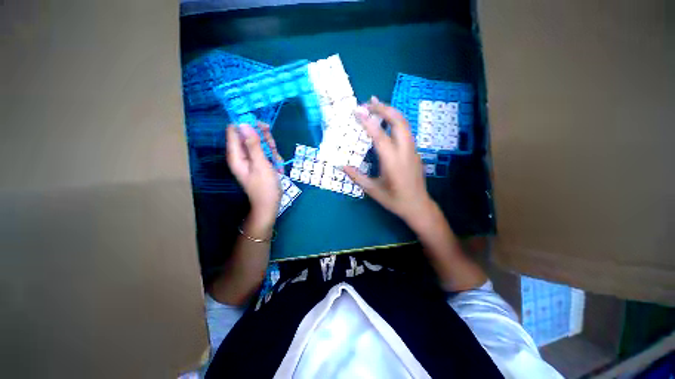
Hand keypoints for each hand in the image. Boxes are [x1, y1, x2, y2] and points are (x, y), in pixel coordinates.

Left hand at [226, 122, 281, 224]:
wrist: (270, 204)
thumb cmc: (265, 186)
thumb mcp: (261, 164)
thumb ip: (253, 145)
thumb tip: (244, 124)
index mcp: (236, 155)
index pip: (234, 131)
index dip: (246, 124)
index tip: (261, 125)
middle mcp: (242, 155)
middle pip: (250, 136)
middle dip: (263, 139)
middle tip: (273, 147)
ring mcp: (252, 159)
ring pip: (261, 143)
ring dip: (271, 150)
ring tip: (276, 162)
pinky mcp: (260, 163)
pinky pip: (266, 153)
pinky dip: (274, 157)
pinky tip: (277, 167)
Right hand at [344, 97, 434, 224]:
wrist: (418, 206)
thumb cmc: (394, 200)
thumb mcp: (372, 190)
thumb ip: (356, 177)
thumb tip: (341, 166)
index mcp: (393, 162)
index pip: (380, 136)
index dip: (368, 122)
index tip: (358, 110)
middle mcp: (405, 152)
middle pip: (398, 122)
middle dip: (383, 108)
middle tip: (368, 102)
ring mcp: (413, 150)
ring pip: (404, 124)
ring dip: (391, 112)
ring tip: (376, 105)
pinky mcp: (415, 152)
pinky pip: (406, 131)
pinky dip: (395, 121)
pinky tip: (386, 122)